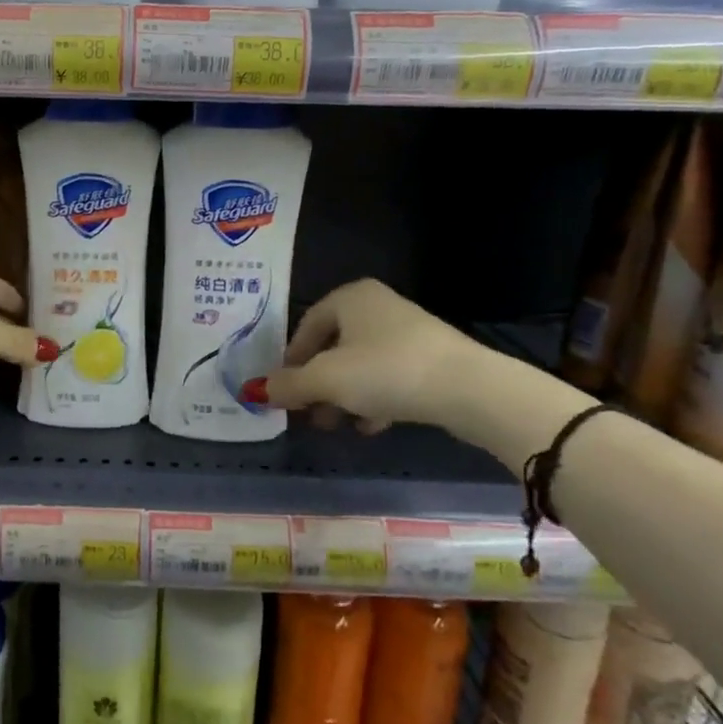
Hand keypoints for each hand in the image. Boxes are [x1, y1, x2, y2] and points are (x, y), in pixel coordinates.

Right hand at [250, 279, 476, 433]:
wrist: (469, 389)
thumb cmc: (386, 371)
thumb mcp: (326, 380)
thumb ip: (288, 385)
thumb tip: (253, 390)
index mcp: (350, 297)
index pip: (305, 326)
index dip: (290, 360)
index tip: (283, 390)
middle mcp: (377, 306)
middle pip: (332, 346)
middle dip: (316, 382)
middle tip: (306, 412)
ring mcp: (407, 332)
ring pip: (360, 364)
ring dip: (342, 395)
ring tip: (334, 424)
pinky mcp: (430, 359)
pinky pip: (388, 376)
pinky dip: (373, 398)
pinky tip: (369, 426)